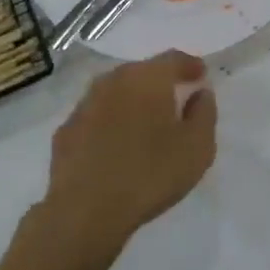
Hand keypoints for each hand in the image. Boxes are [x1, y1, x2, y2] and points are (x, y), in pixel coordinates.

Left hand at [36, 50, 217, 259]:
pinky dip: (110, 122)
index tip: (201, 75)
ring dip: (132, 101)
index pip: (173, 59)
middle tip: (175, 97)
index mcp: (147, 78)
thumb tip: (200, 93)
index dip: (189, 65)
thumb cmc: (150, 174)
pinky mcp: (66, 130)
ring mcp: (85, 104)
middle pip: (142, 72)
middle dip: (160, 81)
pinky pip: (96, 116)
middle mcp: (113, 81)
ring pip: (116, 92)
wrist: (85, 210)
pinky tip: (116, 143)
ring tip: (145, 122)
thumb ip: (204, 113)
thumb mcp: (197, 148)